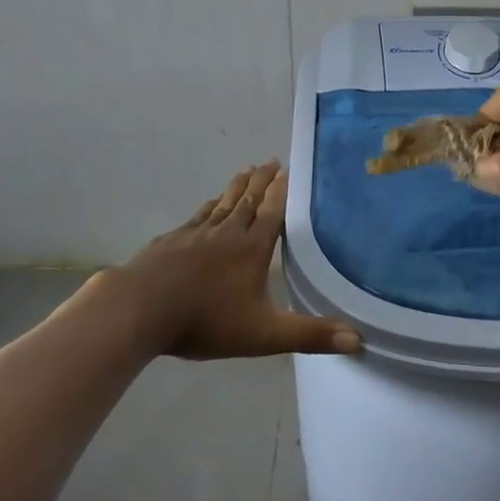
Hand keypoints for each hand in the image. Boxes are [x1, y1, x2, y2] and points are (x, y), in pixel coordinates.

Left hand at [79, 163, 361, 360]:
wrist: (140, 311)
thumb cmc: (205, 321)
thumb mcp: (264, 335)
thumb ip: (310, 336)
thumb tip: (359, 340)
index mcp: (252, 250)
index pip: (273, 213)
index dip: (282, 192)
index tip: (289, 169)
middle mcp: (227, 233)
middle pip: (248, 201)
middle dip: (262, 181)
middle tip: (271, 160)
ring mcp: (195, 235)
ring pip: (222, 204)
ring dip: (237, 187)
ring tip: (246, 171)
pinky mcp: (170, 242)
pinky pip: (196, 217)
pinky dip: (208, 206)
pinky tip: (208, 204)